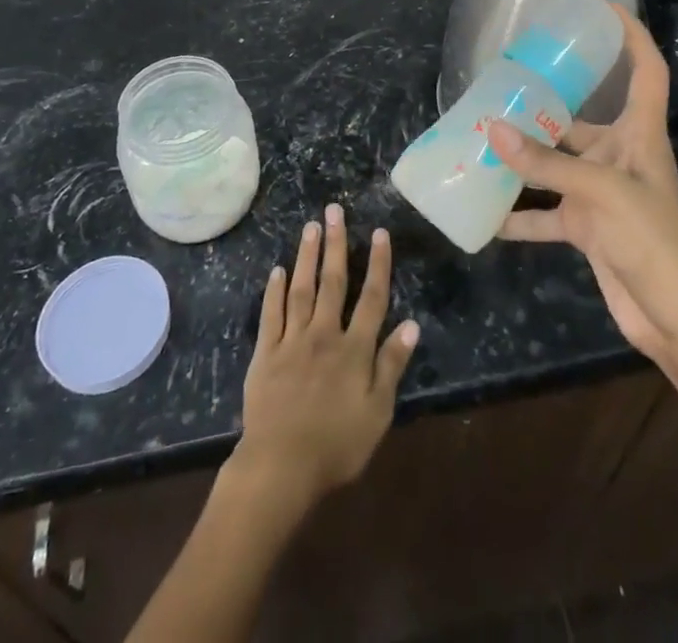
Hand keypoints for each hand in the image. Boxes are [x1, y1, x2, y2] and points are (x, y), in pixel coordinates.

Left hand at [230, 205, 419, 508]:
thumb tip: (411, 325)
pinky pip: (272, 314)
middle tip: (335, 210)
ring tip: (310, 226)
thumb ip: (392, 366)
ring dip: (307, 256)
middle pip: (332, 282)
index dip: (378, 264)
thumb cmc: (336, 445)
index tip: (380, 233)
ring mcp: (292, 341)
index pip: (371, 298)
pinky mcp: (266, 353)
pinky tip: (278, 269)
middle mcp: (324, 334)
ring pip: (301, 289)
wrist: (281, 467)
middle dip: (336, 244)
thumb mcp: (377, 412)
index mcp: (354, 349)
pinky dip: (275, 290)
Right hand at [488, 5, 677, 374]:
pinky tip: (484, 213)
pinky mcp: (587, 228)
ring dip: (522, 158)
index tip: (601, 7)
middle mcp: (619, 156)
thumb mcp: (601, 194)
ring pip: (554, 164)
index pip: (645, 70)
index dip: (631, 35)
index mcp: (640, 135)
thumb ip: (545, 164)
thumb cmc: (655, 242)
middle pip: (580, 117)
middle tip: (501, 83)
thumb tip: (491, 129)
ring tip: (479, 139)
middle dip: (544, 102)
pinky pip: (545, 213)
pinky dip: (518, 214)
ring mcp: (601, 193)